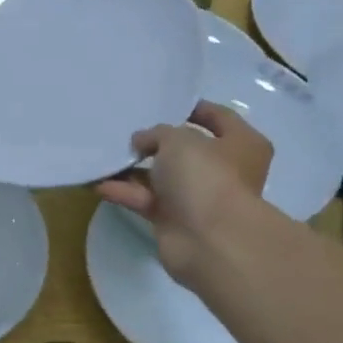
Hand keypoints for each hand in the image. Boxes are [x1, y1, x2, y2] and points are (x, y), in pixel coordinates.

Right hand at [97, 101, 271, 279]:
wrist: (209, 240)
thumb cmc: (205, 176)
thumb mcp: (178, 139)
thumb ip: (157, 133)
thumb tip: (142, 141)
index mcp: (241, 144)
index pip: (219, 117)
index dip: (193, 108)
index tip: (163, 102)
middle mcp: (223, 170)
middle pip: (187, 150)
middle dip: (157, 142)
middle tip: (128, 129)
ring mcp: (199, 198)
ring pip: (163, 177)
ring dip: (135, 169)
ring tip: (106, 155)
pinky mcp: (175, 221)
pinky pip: (147, 200)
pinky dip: (126, 192)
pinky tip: (100, 183)